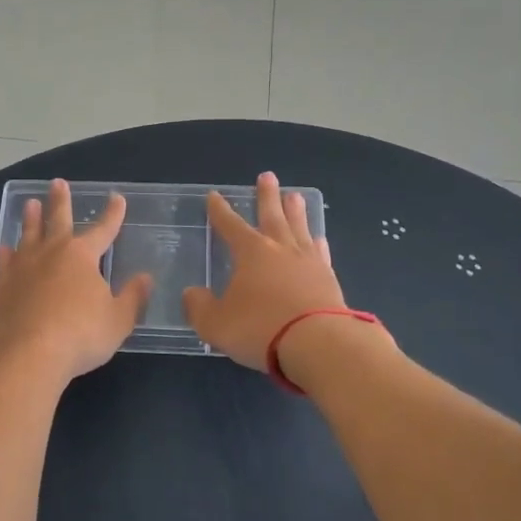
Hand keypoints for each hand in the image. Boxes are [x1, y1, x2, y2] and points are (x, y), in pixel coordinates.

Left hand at [0, 179, 152, 383]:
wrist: (27, 354)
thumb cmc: (80, 335)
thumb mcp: (118, 320)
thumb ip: (132, 298)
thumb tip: (145, 278)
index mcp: (82, 256)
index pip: (103, 229)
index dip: (112, 214)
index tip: (117, 198)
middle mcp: (51, 253)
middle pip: (57, 220)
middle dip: (60, 201)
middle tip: (58, 183)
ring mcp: (23, 268)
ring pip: (27, 235)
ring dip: (30, 219)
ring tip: (29, 204)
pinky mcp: (3, 287)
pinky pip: (5, 263)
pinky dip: (6, 254)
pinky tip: (4, 248)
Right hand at [182, 172, 346, 370]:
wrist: (318, 344)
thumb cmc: (260, 329)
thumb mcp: (215, 323)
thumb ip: (199, 307)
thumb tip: (192, 294)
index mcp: (250, 252)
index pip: (230, 225)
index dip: (220, 211)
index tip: (214, 196)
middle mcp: (280, 249)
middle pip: (272, 215)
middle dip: (266, 196)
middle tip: (267, 176)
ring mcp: (308, 262)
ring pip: (299, 228)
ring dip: (295, 211)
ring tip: (295, 196)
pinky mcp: (329, 280)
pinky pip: (321, 254)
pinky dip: (317, 244)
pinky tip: (318, 239)